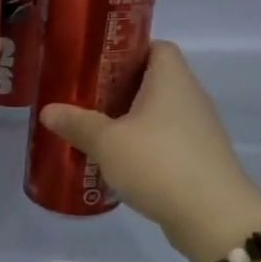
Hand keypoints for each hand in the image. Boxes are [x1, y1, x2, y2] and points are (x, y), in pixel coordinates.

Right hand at [40, 42, 260, 261]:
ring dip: (130, 122)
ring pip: (159, 115)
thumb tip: (48, 110)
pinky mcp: (199, 159)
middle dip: (119, 90)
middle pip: (153, 81)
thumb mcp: (107, 142)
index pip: (155, 46)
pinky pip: (166, 142)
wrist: (212, 215)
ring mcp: (199, 130)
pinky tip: (120, 165)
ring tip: (96, 134)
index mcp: (171, 78)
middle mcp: (190, 96)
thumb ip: (78, 124)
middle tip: (85, 102)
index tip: (96, 66)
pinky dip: (144, 148)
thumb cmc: (158, 163)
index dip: (126, 50)